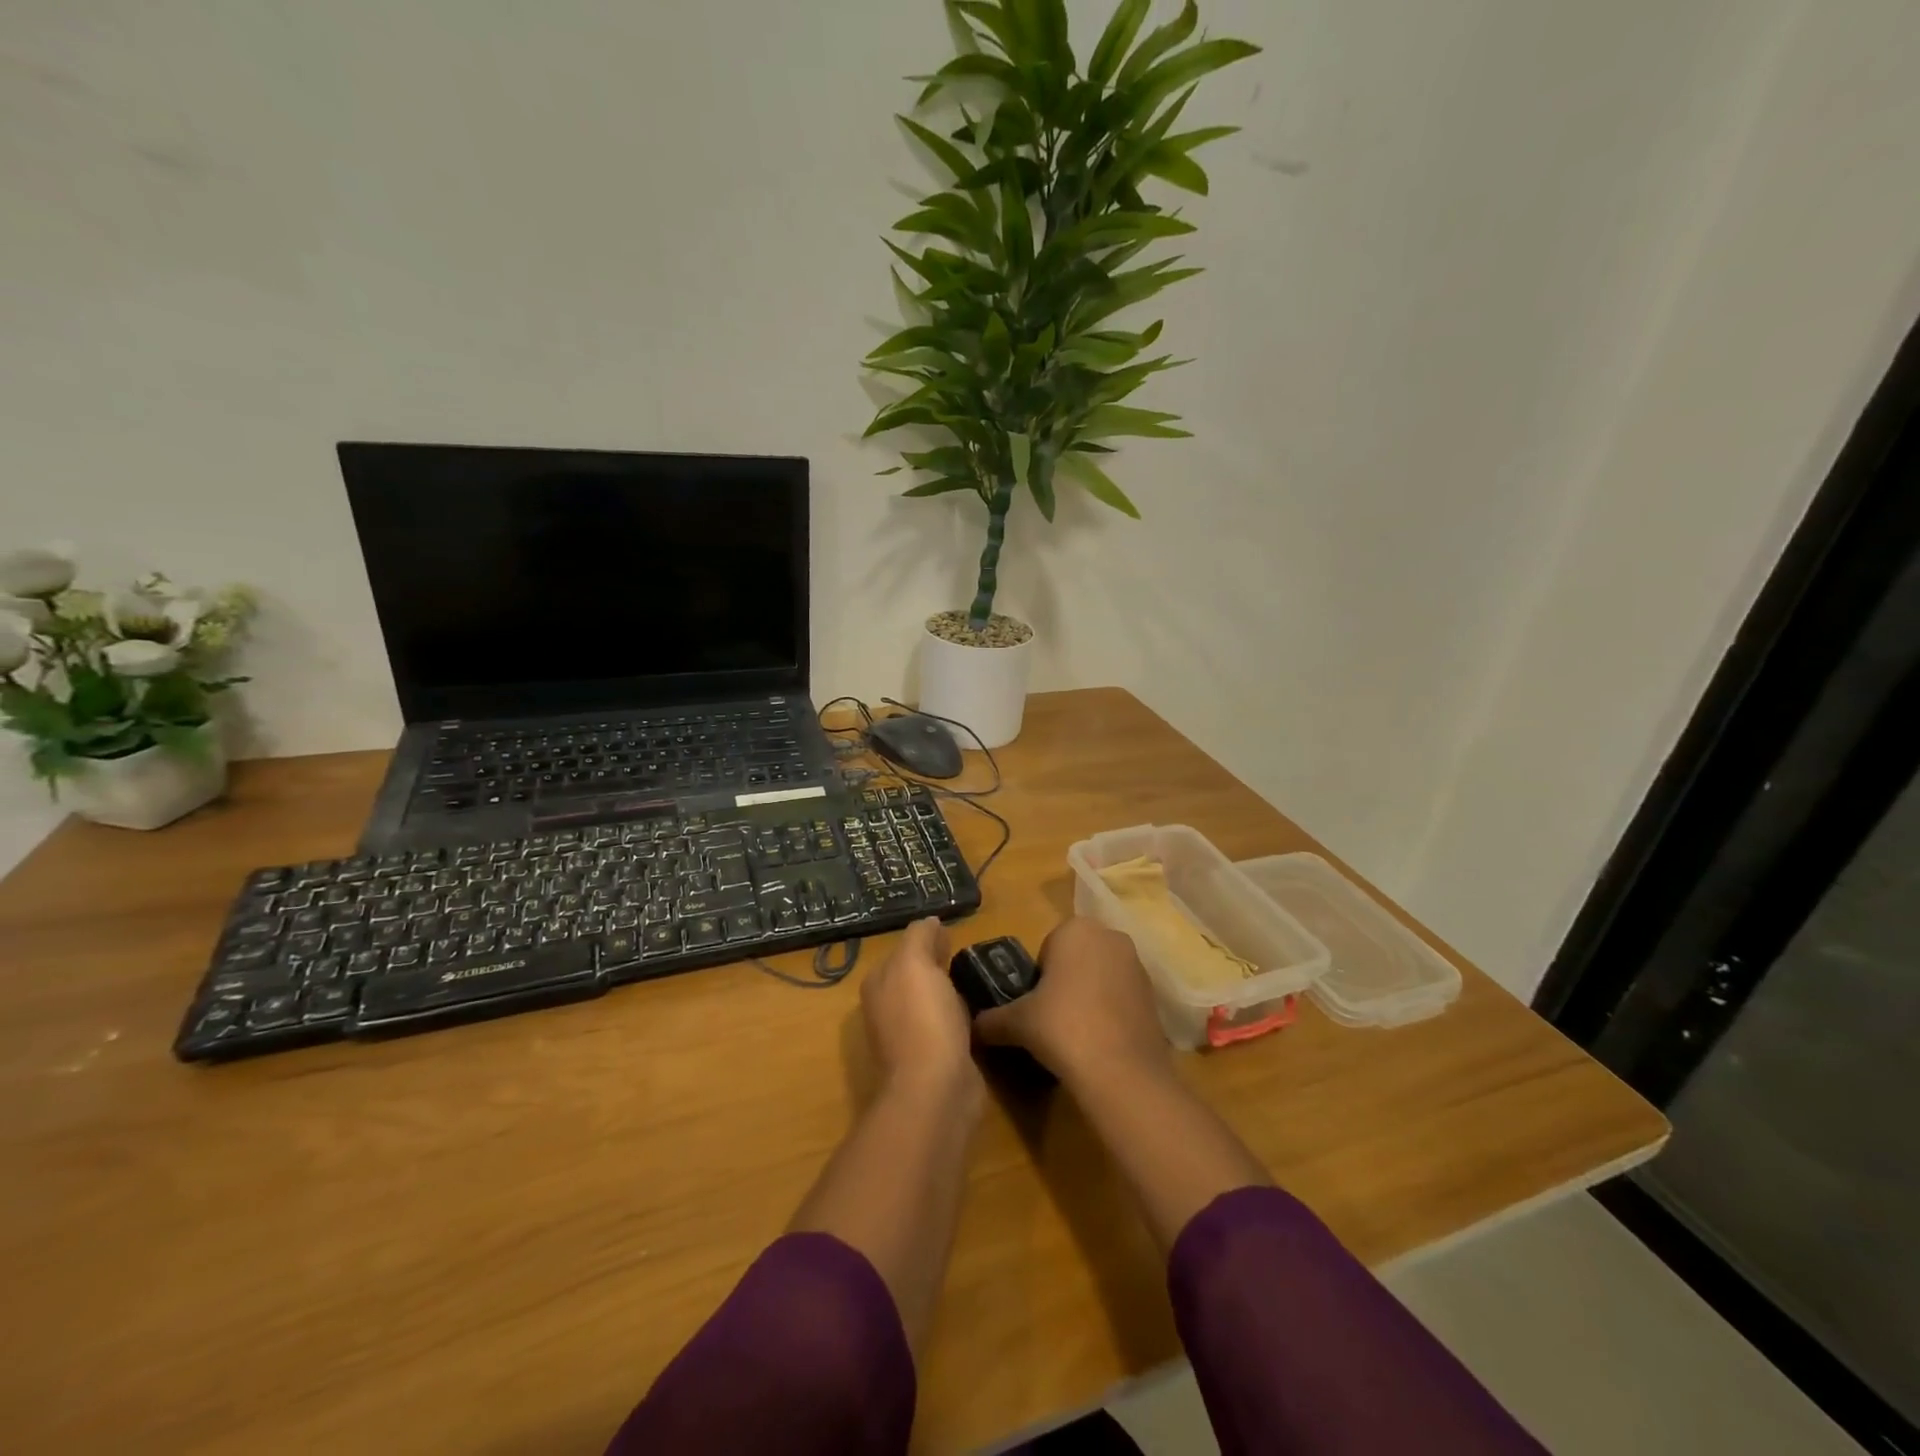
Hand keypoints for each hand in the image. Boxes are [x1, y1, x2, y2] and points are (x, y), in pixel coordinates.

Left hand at [862, 917, 979, 1103]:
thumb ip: (919, 936)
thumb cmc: (922, 1017)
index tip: (954, 933)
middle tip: (970, 954)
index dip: (926, 939)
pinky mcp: (934, 1056)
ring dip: (952, 991)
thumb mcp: (915, 962)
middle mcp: (888, 1008)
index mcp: (878, 983)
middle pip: (916, 975)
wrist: (935, 1087)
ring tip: (979, 979)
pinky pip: (949, 1025)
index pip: (902, 950)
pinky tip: (980, 1012)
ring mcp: (910, 1035)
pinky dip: (962, 1016)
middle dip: (938, 964)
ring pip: (933, 1000)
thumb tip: (930, 921)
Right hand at [975, 917, 1170, 1085]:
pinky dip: (1110, 1013)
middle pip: (1076, 958)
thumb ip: (992, 1020)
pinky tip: (1100, 1042)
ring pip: (1101, 976)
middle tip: (1051, 1019)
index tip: (1035, 1005)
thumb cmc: (1063, 1027)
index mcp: (1076, 929)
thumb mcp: (1017, 1022)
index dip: (1038, 977)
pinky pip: (1121, 997)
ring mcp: (1137, 965)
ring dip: (1088, 997)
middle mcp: (1111, 936)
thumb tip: (972, 1029)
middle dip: (1064, 983)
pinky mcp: (1154, 995)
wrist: (1121, 1071)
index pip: (1047, 947)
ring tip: (1076, 1034)